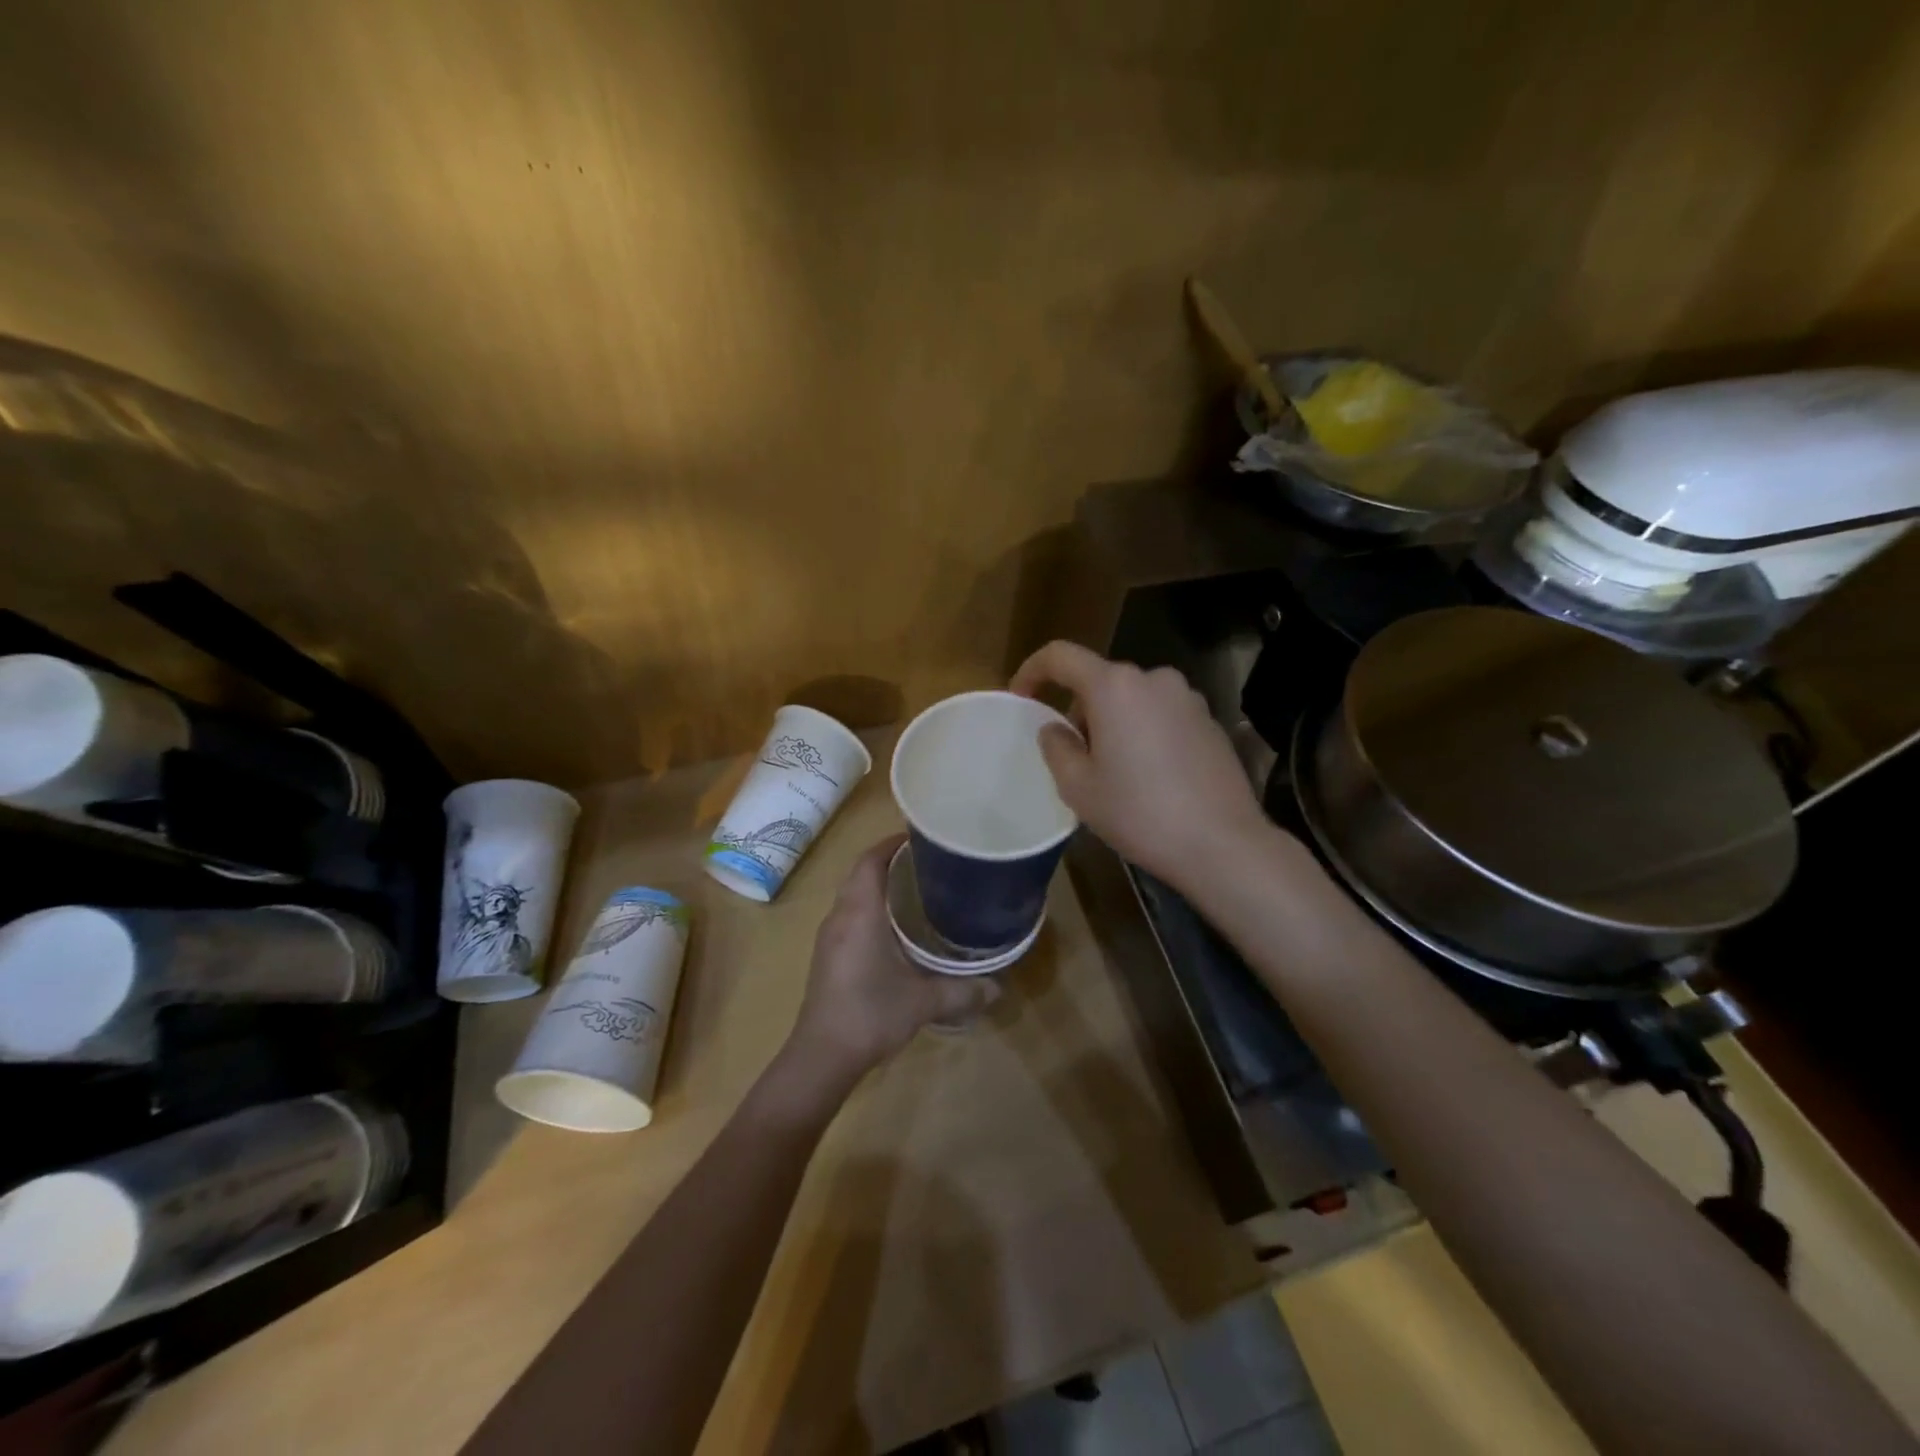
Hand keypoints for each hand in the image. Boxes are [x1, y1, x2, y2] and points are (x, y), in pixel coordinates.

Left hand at [788, 835, 1000, 1076]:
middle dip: (888, 860)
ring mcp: (829, 937)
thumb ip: (962, 990)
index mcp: (860, 913)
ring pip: (852, 895)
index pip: (870, 860)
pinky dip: (869, 906)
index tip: (920, 836)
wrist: (822, 1056)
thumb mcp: (923, 1001)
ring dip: (877, 884)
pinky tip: (894, 927)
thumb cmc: (871, 1014)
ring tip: (915, 887)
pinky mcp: (827, 955)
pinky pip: (848, 915)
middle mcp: (840, 916)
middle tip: (926, 860)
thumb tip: (998, 987)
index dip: (891, 843)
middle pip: (860, 873)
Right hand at [1010, 642, 1270, 890]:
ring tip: (1113, 772)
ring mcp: (1188, 698)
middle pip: (1100, 680)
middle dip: (1078, 710)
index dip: (1032, 670)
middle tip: (1074, 757)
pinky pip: (1161, 715)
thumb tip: (1056, 729)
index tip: (1020, 697)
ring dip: (1113, 723)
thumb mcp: (1078, 787)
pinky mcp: (1210, 721)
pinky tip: (1150, 777)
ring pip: (1132, 699)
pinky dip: (1144, 732)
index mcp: (1115, 686)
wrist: (1222, 843)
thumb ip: (1056, 747)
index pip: (1061, 656)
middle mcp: (1154, 679)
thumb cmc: (1139, 812)